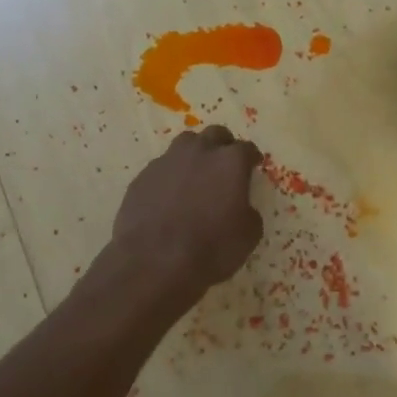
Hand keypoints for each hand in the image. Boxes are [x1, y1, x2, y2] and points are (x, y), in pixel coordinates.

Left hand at [111, 125, 263, 296]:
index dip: (252, 158)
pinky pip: (162, 168)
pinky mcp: (142, 176)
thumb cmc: (211, 248)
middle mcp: (199, 152)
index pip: (247, 149)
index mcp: (230, 162)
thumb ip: (249, 212)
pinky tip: (170, 197)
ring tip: (195, 175)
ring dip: (194, 154)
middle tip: (225, 165)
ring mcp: (167, 161)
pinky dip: (170, 176)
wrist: (154, 262)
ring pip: (185, 144)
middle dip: (223, 146)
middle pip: (215, 135)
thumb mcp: (248, 235)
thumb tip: (242, 208)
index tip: (253, 165)